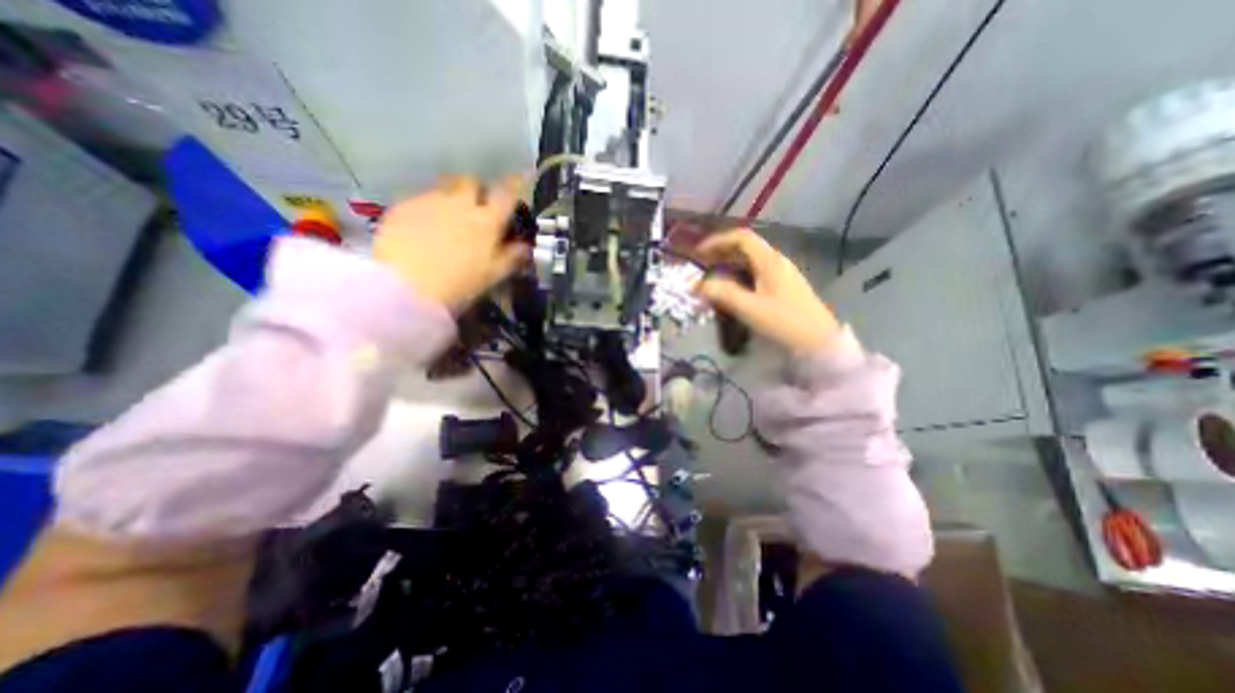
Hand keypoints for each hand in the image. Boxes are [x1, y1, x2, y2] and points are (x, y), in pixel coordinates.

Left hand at [377, 176, 529, 310]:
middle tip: (476, 208)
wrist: (405, 288)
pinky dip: (427, 208)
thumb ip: (512, 258)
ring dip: (451, 197)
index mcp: (487, 221)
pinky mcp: (402, 206)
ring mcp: (429, 201)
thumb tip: (525, 246)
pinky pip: (420, 198)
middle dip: (476, 189)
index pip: (507, 193)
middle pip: (471, 181)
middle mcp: (460, 203)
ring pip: (444, 187)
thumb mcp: (492, 276)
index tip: (517, 183)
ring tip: (447, 218)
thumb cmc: (458, 286)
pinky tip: (422, 229)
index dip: (514, 186)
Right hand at [693, 227, 839, 355]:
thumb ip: (722, 293)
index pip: (741, 238)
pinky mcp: (782, 287)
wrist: (817, 341)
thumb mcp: (749, 308)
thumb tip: (696, 284)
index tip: (699, 253)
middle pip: (745, 247)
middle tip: (701, 265)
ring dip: (729, 265)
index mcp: (769, 260)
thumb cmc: (783, 321)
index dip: (718, 241)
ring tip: (711, 277)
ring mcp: (781, 274)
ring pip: (750, 262)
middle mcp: (776, 261)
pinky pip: (755, 273)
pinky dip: (738, 276)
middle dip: (721, 253)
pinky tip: (731, 290)